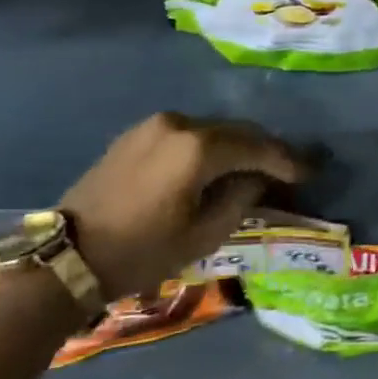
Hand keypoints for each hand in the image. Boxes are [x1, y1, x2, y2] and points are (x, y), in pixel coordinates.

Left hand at [56, 113, 307, 300]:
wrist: (67, 255)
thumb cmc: (140, 251)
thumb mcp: (202, 236)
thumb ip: (240, 200)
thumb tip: (257, 180)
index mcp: (197, 148)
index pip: (257, 147)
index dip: (287, 160)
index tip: (310, 172)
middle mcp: (180, 124)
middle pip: (237, 131)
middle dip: (265, 150)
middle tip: (289, 170)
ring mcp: (155, 124)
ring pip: (213, 130)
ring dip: (237, 147)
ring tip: (256, 169)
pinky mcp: (138, 133)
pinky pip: (188, 134)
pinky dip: (209, 147)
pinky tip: (217, 165)